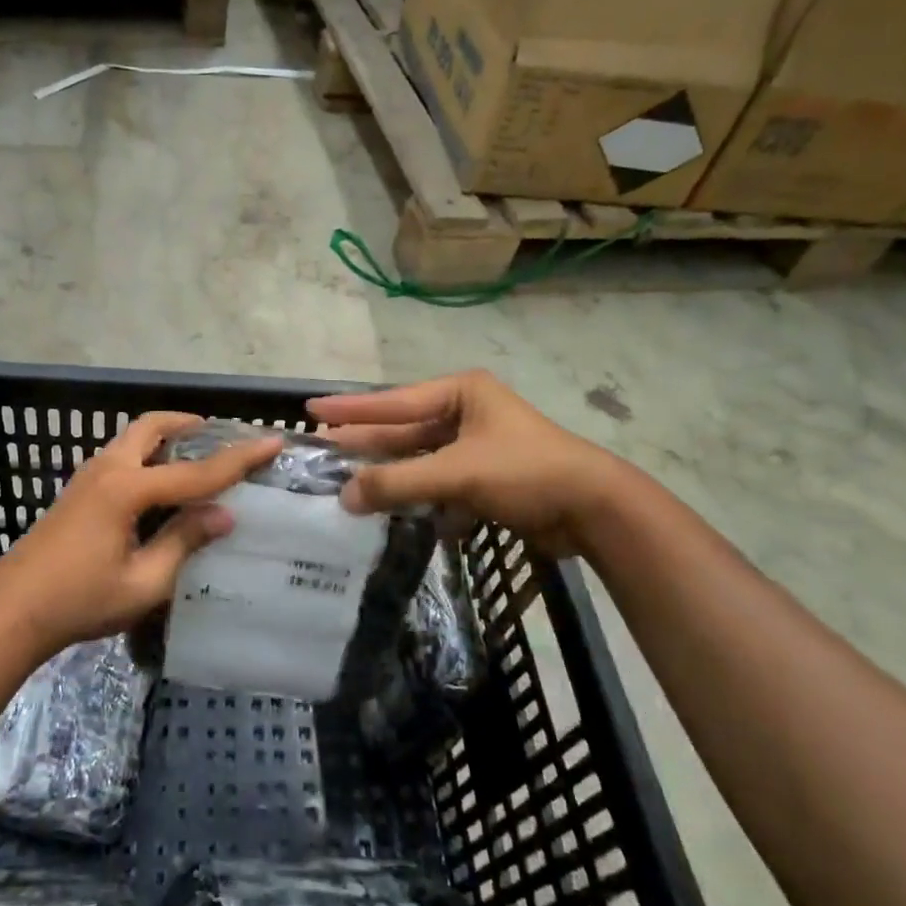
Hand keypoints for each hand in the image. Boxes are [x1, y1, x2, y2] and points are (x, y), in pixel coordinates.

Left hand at [0, 412, 283, 658]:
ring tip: (195, 456)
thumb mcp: (143, 582)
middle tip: (219, 435)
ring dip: (166, 437)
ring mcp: (87, 477)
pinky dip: (147, 454)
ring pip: (133, 438)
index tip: (271, 441)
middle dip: (188, 424)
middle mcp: (107, 469)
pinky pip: (121, 455)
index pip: (195, 471)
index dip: (238, 458)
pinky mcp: (77, 490)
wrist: (11, 611)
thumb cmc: (79, 601)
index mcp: (126, 489)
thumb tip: (224, 514)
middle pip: (152, 427)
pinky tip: (160, 485)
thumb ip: (184, 542)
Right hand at [308, 370, 627, 555]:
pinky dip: (420, 498)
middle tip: (322, 450)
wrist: (594, 509)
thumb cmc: (524, 472)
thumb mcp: (457, 473)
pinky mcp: (485, 478)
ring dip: (391, 476)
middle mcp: (465, 413)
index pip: (393, 401)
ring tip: (348, 486)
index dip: (351, 409)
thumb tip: (345, 496)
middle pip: (403, 430)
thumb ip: (399, 483)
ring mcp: (476, 446)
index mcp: (461, 393)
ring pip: (420, 460)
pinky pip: (439, 483)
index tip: (311, 408)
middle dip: (365, 444)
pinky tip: (395, 512)